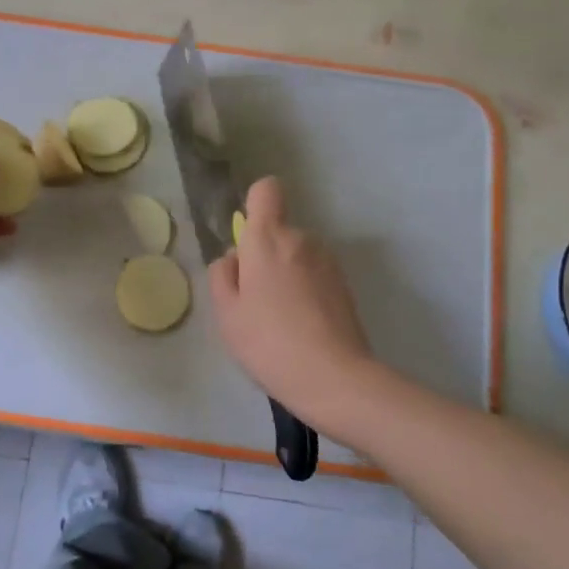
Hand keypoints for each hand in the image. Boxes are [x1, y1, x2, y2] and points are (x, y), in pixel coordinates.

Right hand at [208, 177, 371, 426]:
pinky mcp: (345, 285)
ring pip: (297, 256)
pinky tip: (302, 328)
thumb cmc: (269, 343)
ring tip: (279, 320)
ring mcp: (328, 262)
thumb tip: (235, 258)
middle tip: (255, 302)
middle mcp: (303, 239)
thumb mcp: (227, 313)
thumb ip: (222, 275)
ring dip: (286, 275)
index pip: (266, 190)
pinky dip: (305, 292)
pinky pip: (314, 276)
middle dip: (264, 256)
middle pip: (278, 231)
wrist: (334, 378)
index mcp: (268, 239)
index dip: (254, 205)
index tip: (246, 239)